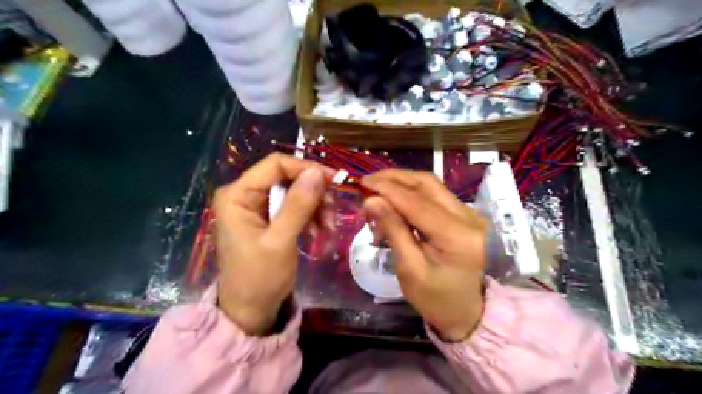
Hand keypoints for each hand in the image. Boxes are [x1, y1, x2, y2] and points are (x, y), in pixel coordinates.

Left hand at [212, 153, 330, 335]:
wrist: (250, 311)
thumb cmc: (259, 279)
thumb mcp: (280, 241)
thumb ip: (298, 205)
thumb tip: (317, 172)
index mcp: (237, 195)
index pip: (275, 165)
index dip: (306, 168)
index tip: (334, 181)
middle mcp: (244, 194)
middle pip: (286, 177)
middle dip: (313, 192)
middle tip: (333, 210)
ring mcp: (256, 207)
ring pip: (293, 191)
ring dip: (315, 206)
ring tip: (327, 228)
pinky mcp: (267, 219)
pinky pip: (293, 207)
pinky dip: (309, 216)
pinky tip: (319, 232)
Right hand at [362, 169, 489, 341]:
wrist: (468, 310)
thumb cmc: (436, 298)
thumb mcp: (409, 269)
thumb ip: (393, 230)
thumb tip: (372, 200)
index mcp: (456, 236)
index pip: (416, 202)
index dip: (387, 189)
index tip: (363, 183)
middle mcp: (468, 217)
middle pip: (426, 184)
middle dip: (394, 178)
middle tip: (368, 182)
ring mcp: (470, 213)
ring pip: (431, 185)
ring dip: (403, 182)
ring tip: (378, 187)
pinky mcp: (465, 215)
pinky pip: (436, 194)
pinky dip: (413, 192)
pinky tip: (396, 197)